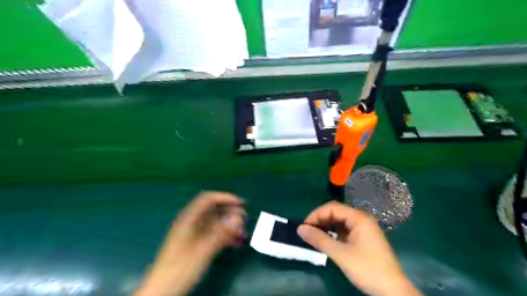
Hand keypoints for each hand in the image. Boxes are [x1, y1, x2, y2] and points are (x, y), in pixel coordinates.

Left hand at [134, 191, 244, 295]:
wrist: (161, 292)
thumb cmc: (180, 270)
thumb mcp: (203, 250)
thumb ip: (221, 232)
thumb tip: (238, 218)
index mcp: (188, 219)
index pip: (208, 199)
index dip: (225, 198)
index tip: (241, 204)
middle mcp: (191, 223)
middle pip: (213, 210)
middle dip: (230, 212)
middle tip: (245, 219)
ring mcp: (193, 233)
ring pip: (215, 223)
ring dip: (230, 225)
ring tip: (243, 232)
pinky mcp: (196, 243)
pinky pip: (213, 234)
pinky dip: (225, 236)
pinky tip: (236, 243)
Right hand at [298, 202, 422, 295]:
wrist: (393, 291)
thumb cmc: (367, 269)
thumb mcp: (341, 254)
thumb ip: (320, 240)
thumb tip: (300, 228)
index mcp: (359, 218)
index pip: (333, 207)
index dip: (316, 214)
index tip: (305, 226)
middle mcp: (362, 219)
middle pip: (336, 212)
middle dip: (320, 220)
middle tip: (307, 232)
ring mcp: (363, 229)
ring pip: (340, 221)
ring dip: (326, 226)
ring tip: (314, 236)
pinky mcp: (363, 238)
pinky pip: (345, 230)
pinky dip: (334, 233)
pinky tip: (326, 240)